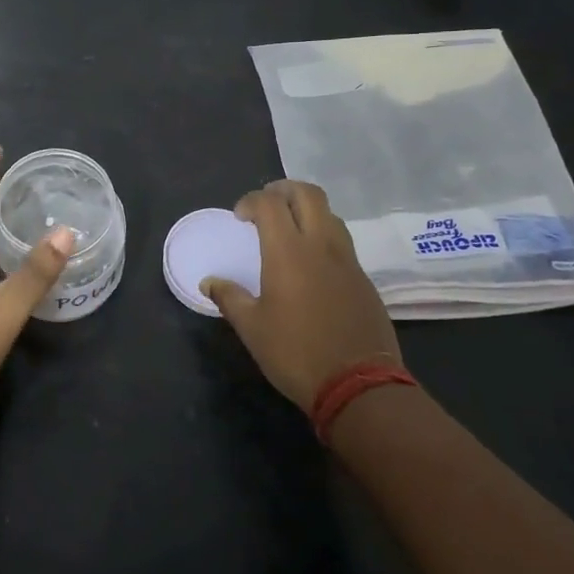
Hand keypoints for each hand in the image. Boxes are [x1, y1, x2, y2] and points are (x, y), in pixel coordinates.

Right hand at [202, 180, 401, 411]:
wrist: (359, 384)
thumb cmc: (296, 353)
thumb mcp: (252, 328)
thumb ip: (229, 298)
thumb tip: (209, 282)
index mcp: (288, 252)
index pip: (270, 204)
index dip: (251, 201)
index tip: (239, 216)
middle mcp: (321, 245)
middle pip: (308, 194)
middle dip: (284, 189)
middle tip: (267, 203)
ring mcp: (347, 260)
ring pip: (330, 214)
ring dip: (307, 210)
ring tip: (290, 228)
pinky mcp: (364, 279)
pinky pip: (342, 242)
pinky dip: (324, 236)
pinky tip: (312, 262)